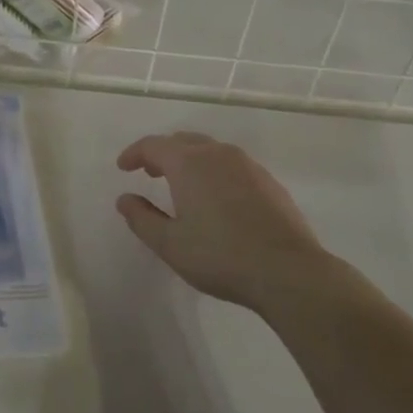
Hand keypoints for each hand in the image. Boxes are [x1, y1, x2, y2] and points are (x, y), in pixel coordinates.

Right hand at [116, 132, 332, 312]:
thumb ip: (141, 218)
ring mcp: (248, 165)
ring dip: (189, 160)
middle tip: (149, 172)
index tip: (123, 168)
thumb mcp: (169, 243)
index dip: (134, 154)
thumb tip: (124, 199)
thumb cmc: (220, 256)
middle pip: (183, 141)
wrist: (288, 271)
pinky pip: (232, 165)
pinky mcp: (269, 182)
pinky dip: (214, 172)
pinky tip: (216, 199)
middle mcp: (218, 154)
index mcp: (189, 163)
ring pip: (210, 150)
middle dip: (162, 153)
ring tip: (181, 185)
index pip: (153, 145)